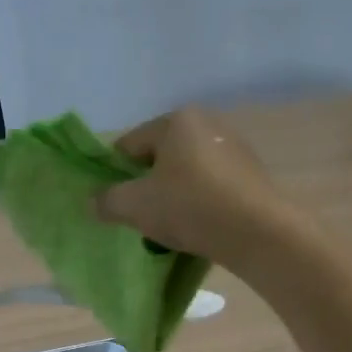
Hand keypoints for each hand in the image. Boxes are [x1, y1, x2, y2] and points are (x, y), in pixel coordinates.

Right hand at [93, 107, 297, 266]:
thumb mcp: (136, 206)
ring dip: (173, 197)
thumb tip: (93, 202)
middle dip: (146, 187)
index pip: (129, 145)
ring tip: (170, 228)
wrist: (258, 232)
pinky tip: (198, 228)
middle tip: (140, 218)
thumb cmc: (191, 208)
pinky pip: (211, 187)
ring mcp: (234, 148)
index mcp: (177, 120)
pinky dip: (199, 204)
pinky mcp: (251, 174)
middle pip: (159, 158)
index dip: (114, 175)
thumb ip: (107, 201)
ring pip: (186, 174)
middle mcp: (207, 124)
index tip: (113, 204)